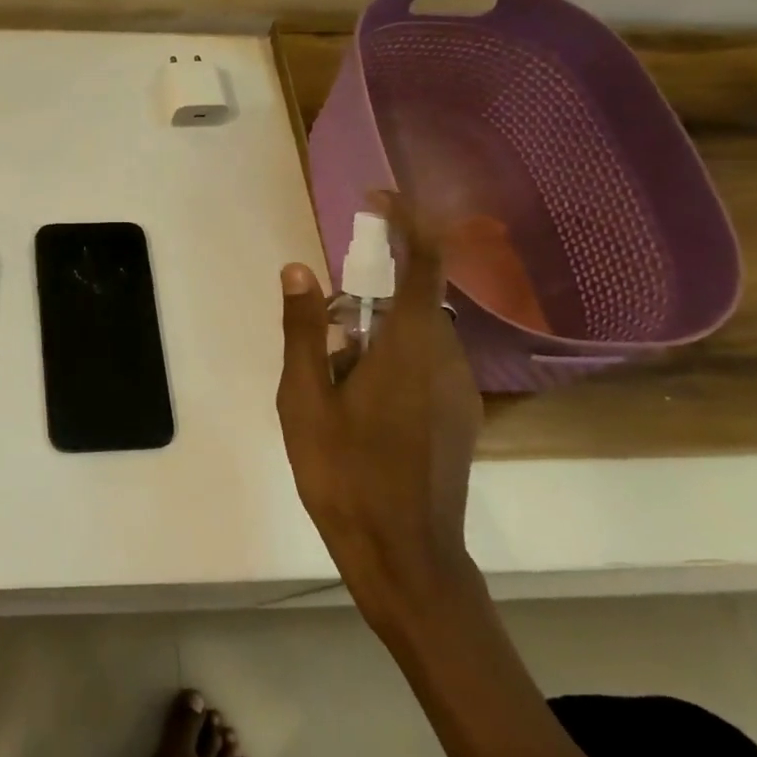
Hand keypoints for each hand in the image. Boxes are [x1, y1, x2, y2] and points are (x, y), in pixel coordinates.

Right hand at [276, 192, 485, 633]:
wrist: (405, 556)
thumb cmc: (346, 472)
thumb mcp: (304, 398)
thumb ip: (304, 330)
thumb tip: (298, 269)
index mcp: (411, 347)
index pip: (424, 262)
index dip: (407, 222)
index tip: (377, 200)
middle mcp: (446, 359)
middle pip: (415, 299)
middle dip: (370, 296)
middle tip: (324, 331)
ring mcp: (458, 391)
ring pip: (418, 334)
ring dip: (377, 333)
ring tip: (333, 377)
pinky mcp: (457, 416)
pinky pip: (425, 364)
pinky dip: (390, 359)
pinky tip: (358, 404)